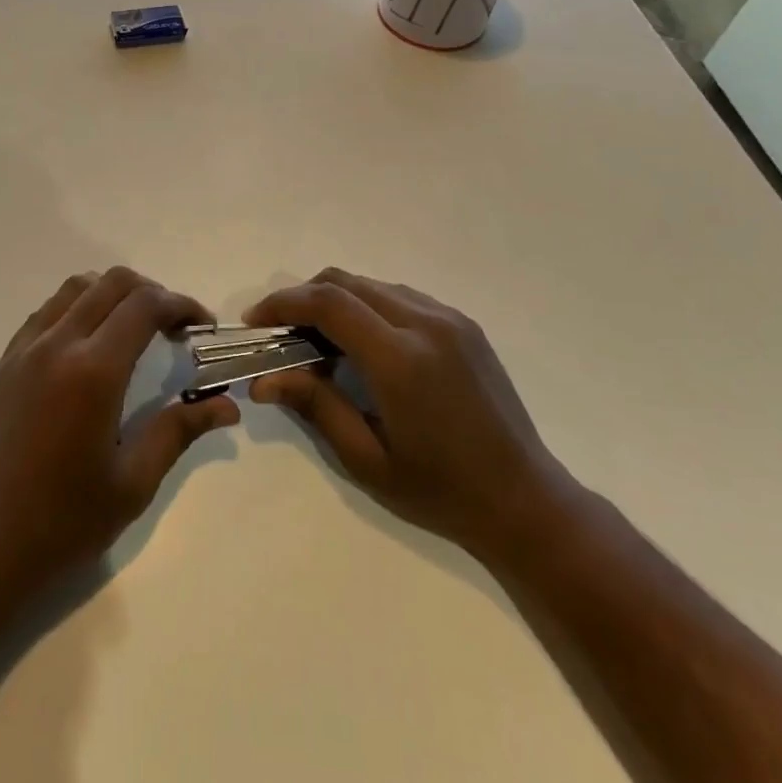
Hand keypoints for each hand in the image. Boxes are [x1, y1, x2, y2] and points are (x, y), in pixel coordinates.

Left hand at [0, 267, 240, 602]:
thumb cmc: (63, 522)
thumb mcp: (133, 483)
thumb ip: (180, 430)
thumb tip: (228, 406)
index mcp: (94, 371)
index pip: (145, 305)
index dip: (181, 304)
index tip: (202, 326)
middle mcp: (57, 344)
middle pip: (112, 283)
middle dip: (152, 292)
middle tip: (173, 328)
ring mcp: (24, 349)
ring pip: (76, 287)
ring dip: (113, 293)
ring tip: (131, 330)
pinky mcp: (3, 362)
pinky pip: (46, 311)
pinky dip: (77, 307)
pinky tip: (87, 346)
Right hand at [244, 269, 572, 561]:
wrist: (525, 500)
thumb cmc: (441, 490)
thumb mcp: (367, 459)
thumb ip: (315, 406)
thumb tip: (264, 378)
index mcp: (401, 359)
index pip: (329, 304)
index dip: (284, 303)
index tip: (256, 322)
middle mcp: (426, 324)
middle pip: (347, 282)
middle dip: (304, 298)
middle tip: (282, 335)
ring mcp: (450, 319)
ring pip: (373, 285)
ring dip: (337, 302)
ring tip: (320, 343)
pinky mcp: (464, 325)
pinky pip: (401, 297)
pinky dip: (369, 308)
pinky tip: (364, 346)